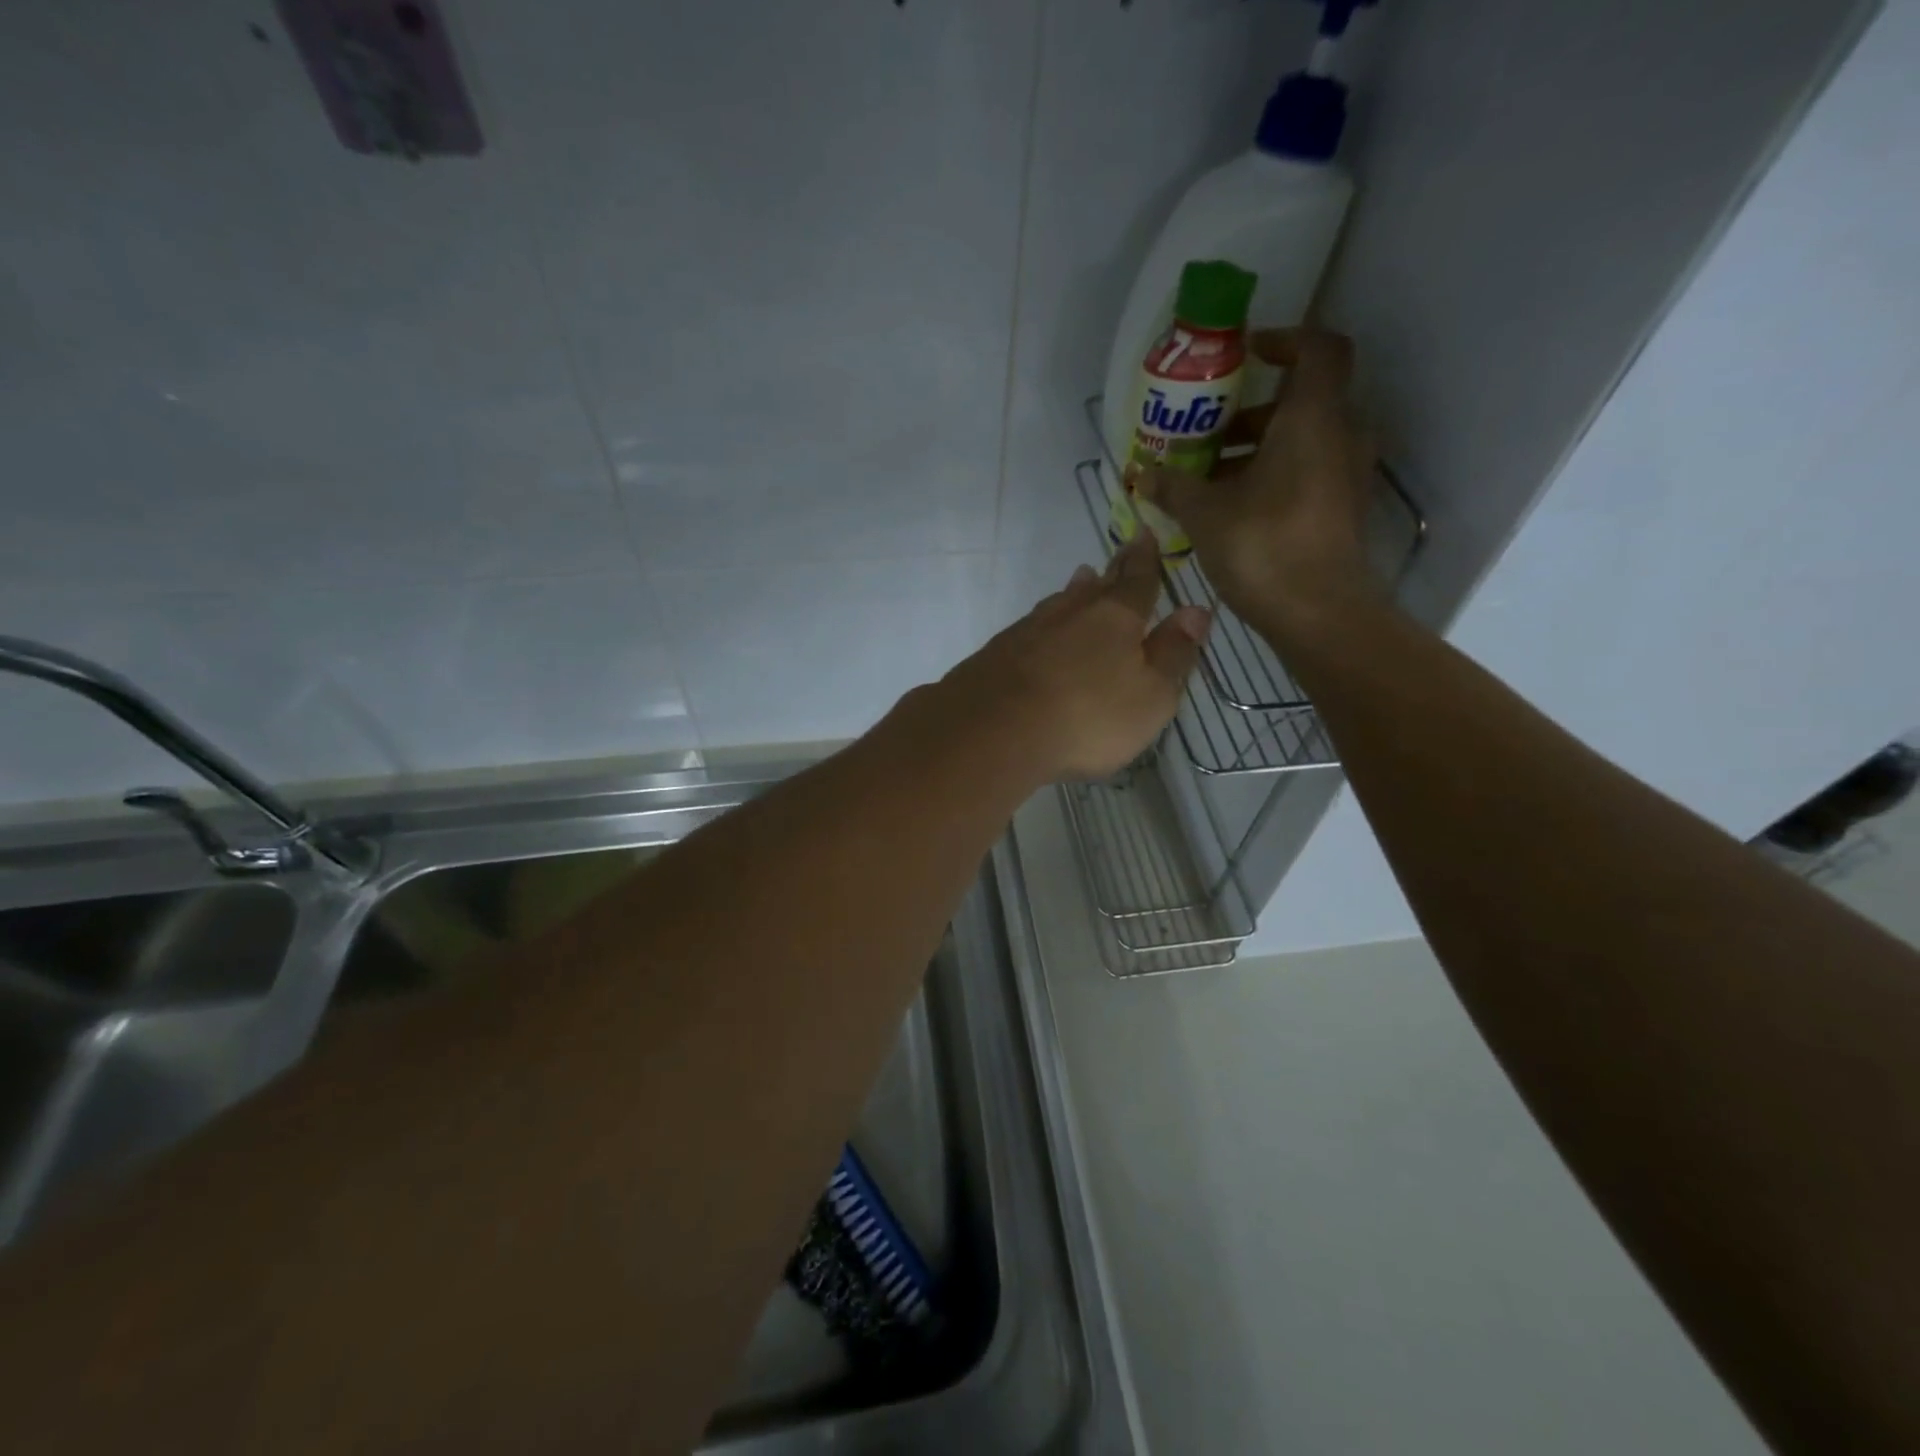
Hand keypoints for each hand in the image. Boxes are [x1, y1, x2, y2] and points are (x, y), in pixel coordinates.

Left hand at [942, 533, 1209, 780]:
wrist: (995, 730)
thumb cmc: (1088, 717)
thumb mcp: (1151, 695)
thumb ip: (1174, 653)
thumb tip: (1196, 610)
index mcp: (1116, 617)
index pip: (1138, 581)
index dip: (1146, 560)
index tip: (1146, 535)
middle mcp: (1070, 613)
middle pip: (1096, 587)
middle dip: (1112, 571)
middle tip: (1118, 553)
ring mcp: (1028, 631)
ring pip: (1059, 603)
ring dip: (1074, 592)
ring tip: (1081, 581)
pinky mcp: (996, 654)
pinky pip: (1030, 628)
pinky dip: (1044, 624)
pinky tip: (1039, 632)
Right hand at [1135, 327, 1378, 639]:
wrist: (1319, 613)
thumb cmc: (1263, 546)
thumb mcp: (1205, 513)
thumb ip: (1173, 486)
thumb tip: (1141, 475)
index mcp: (1313, 418)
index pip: (1318, 348)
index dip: (1285, 340)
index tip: (1245, 355)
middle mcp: (1340, 435)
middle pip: (1302, 400)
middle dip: (1252, 410)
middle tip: (1207, 429)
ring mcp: (1346, 475)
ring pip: (1303, 440)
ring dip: (1257, 448)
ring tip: (1208, 474)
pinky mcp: (1341, 509)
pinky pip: (1307, 472)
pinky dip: (1272, 475)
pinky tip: (1230, 506)